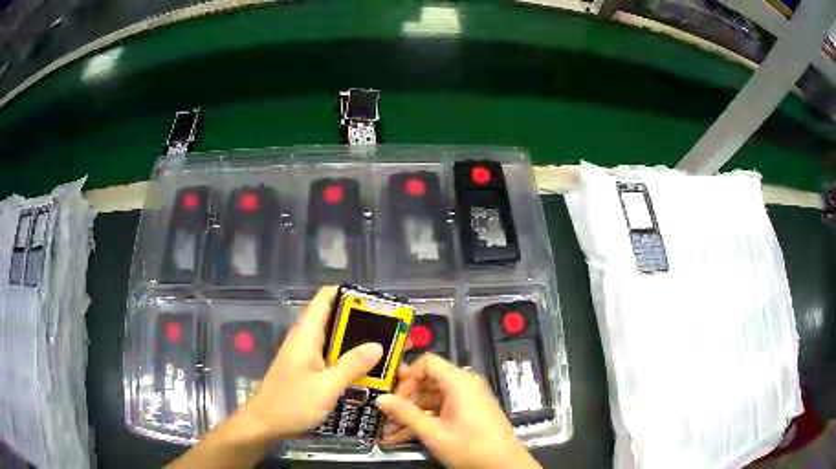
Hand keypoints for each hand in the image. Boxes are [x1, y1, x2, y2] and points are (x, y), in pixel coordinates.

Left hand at [237, 286, 383, 439]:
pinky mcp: (312, 370)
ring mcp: (309, 355)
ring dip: (361, 345)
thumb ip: (351, 366)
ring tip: (390, 352)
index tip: (380, 304)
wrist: (265, 424)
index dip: (351, 294)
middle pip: (337, 319)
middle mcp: (308, 339)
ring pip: (339, 341)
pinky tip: (372, 372)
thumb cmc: (291, 404)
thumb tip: (378, 345)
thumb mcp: (325, 387)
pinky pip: (336, 359)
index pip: (327, 297)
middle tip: (395, 332)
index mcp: (307, 334)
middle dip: (365, 323)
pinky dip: (353, 361)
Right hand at [376, 353, 540, 468]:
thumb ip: (405, 414)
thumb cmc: (470, 447)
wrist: (504, 466)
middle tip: (386, 417)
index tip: (392, 395)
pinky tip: (404, 436)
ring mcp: (467, 399)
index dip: (407, 376)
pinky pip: (441, 410)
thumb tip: (381, 399)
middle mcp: (464, 385)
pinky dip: (424, 420)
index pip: (427, 363)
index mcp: (459, 382)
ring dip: (411, 414)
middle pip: (427, 381)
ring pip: (432, 399)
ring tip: (389, 432)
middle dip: (404, 400)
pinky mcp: (468, 413)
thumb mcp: (434, 432)